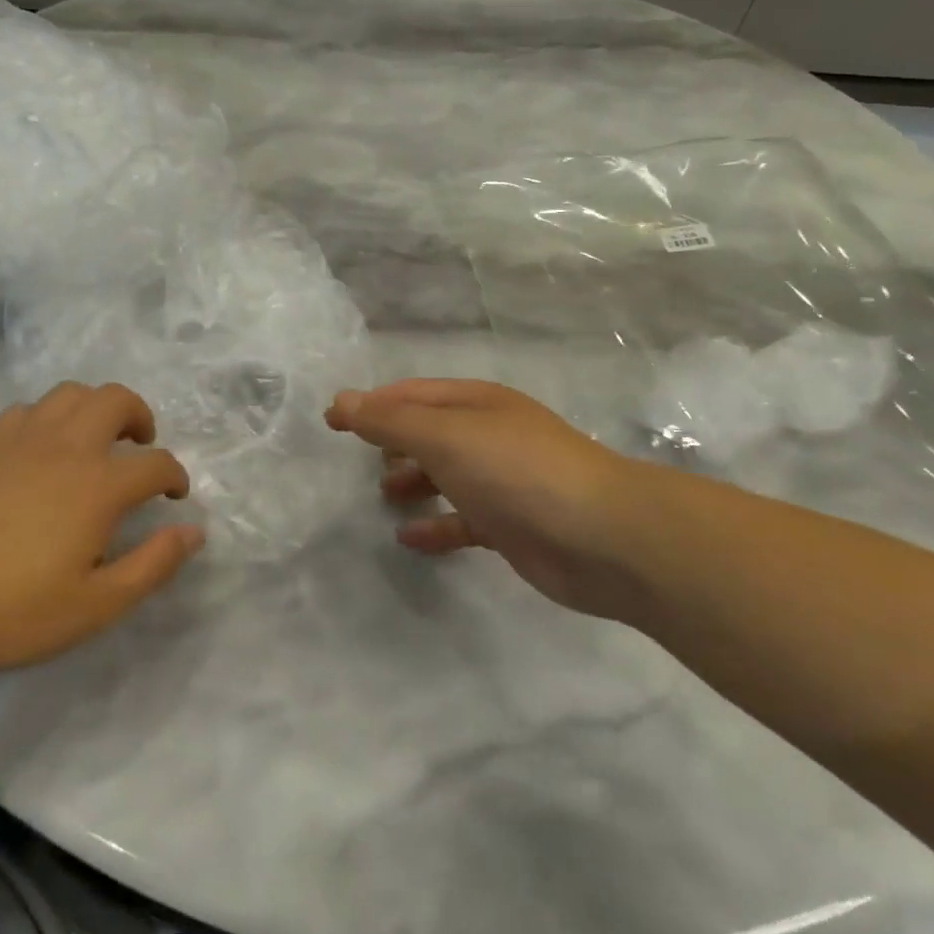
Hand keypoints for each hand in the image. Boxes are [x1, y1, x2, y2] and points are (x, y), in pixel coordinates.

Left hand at [0, 382, 201, 672]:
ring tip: (94, 440)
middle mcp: (67, 446)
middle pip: (116, 400)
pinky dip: (48, 419)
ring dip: (95, 408)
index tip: (174, 496)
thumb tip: (194, 531)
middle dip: (139, 417)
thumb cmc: (10, 607)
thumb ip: (152, 565)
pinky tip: (40, 450)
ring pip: (70, 394)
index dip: (174, 476)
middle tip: (139, 447)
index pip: (156, 464)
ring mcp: (21, 437)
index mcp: (100, 484)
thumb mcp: (94, 605)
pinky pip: (27, 409)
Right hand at [326, 380, 648, 623]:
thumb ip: (390, 420)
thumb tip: (341, 401)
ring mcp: (502, 481)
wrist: (603, 537)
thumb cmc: (516, 471)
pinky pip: (463, 520)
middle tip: (357, 460)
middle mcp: (489, 435)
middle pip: (430, 432)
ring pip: (446, 474)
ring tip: (383, 495)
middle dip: (393, 441)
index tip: (331, 421)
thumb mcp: (444, 436)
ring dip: (414, 481)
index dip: (370, 404)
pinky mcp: (512, 525)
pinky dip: (436, 525)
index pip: (411, 395)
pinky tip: (409, 538)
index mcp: (475, 403)